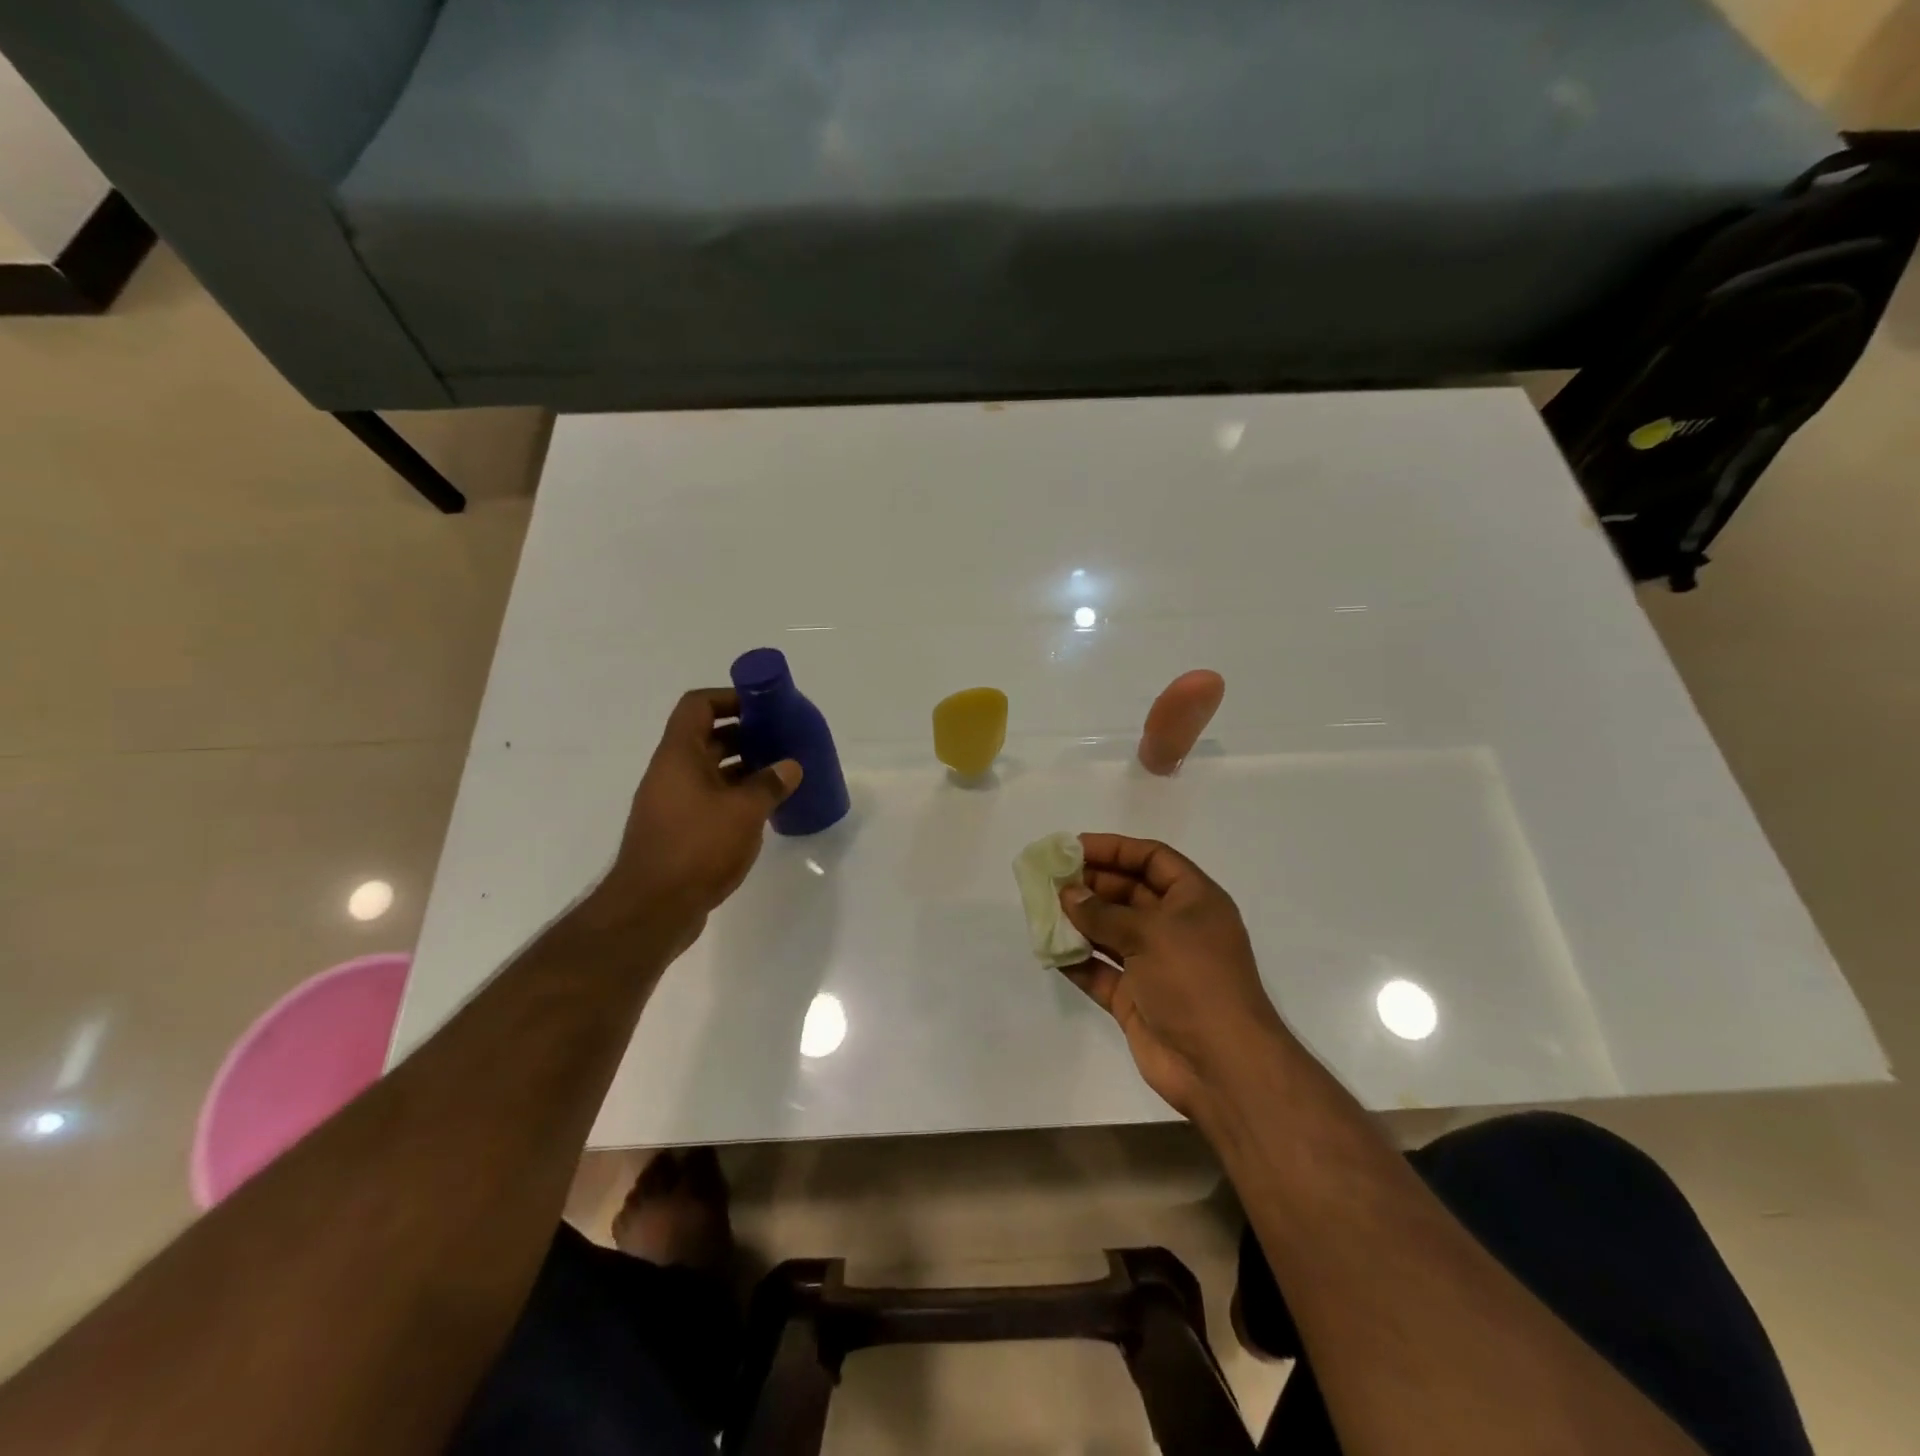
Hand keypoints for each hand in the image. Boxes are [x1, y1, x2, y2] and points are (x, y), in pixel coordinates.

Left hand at [584, 688, 800, 950]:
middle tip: (779, 740)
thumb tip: (790, 765)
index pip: (698, 706)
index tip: (762, 707)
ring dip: (741, 766)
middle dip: (743, 733)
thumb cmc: (697, 847)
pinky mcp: (677, 830)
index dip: (729, 698)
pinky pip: (708, 798)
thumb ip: (770, 784)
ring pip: (708, 769)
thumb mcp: (744, 811)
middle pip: (705, 736)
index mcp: (679, 755)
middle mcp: (670, 772)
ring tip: (779, 773)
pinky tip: (762, 809)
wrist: (652, 909)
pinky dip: (734, 794)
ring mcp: (671, 803)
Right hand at [1059, 834, 1291, 1119]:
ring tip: (1042, 908)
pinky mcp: (1136, 998)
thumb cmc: (1195, 981)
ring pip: (1111, 931)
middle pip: (1129, 892)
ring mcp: (1155, 965)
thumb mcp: (1151, 934)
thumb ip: (1104, 912)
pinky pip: (1101, 970)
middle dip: (1091, 883)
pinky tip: (1050, 950)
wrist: (1221, 1066)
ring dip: (1080, 920)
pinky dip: (1077, 960)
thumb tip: (1068, 893)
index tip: (1074, 846)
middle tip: (1051, 878)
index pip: (1152, 859)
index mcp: (1194, 901)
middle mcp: (1175, 928)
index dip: (1115, 848)